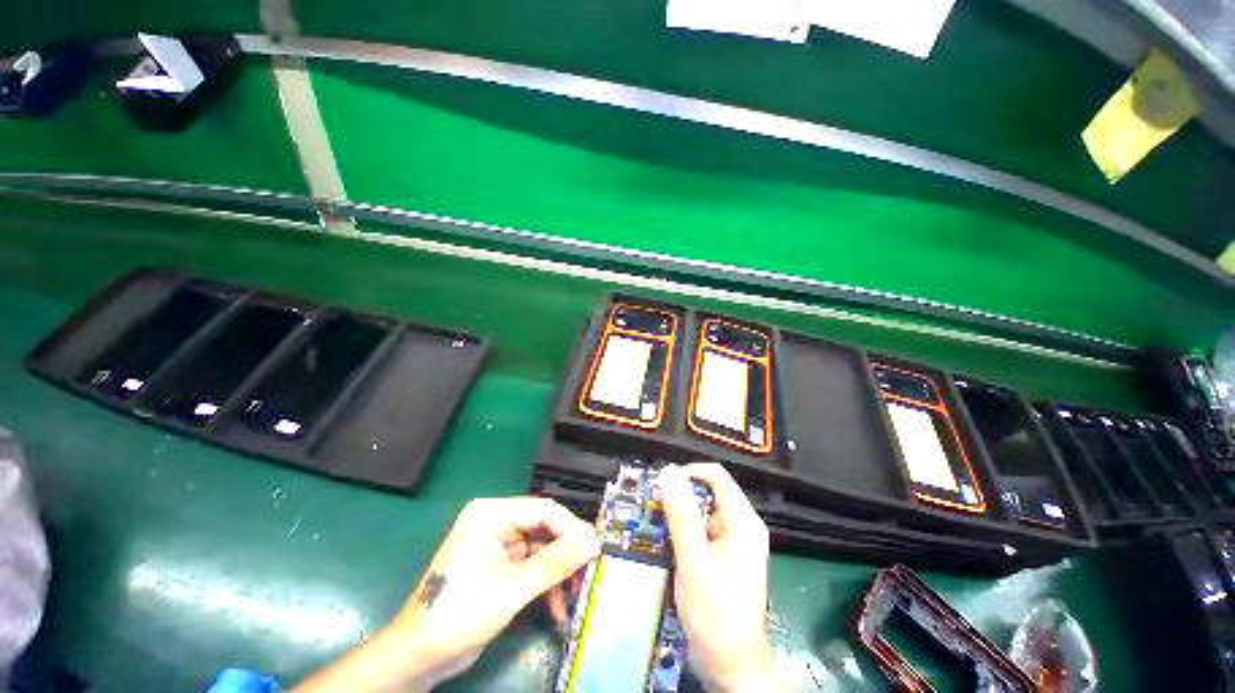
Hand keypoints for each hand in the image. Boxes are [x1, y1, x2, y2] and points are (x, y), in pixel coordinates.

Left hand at [295, 497, 598, 691]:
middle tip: (588, 573)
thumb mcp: (511, 589)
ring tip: (575, 596)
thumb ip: (554, 562)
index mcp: (491, 514)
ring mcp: (496, 545)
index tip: (595, 548)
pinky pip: (531, 568)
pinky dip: (545, 586)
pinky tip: (556, 609)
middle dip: (565, 555)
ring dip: (557, 574)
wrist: (417, 659)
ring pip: (540, 551)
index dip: (571, 528)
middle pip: (543, 530)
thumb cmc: (457, 615)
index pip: (543, 510)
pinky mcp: (498, 567)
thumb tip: (593, 540)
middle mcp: (495, 523)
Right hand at [659, 463, 775, 691]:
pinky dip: (679, 532)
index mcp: (743, 521)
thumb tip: (668, 471)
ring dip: (675, 515)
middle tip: (649, 506)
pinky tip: (661, 542)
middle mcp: (739, 526)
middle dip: (677, 497)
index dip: (688, 473)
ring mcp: (730, 542)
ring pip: (699, 512)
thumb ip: (681, 516)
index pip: (716, 477)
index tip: (660, 484)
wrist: (729, 666)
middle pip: (706, 493)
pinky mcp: (719, 556)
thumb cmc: (717, 616)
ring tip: (649, 523)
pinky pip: (697, 531)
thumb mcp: (695, 562)